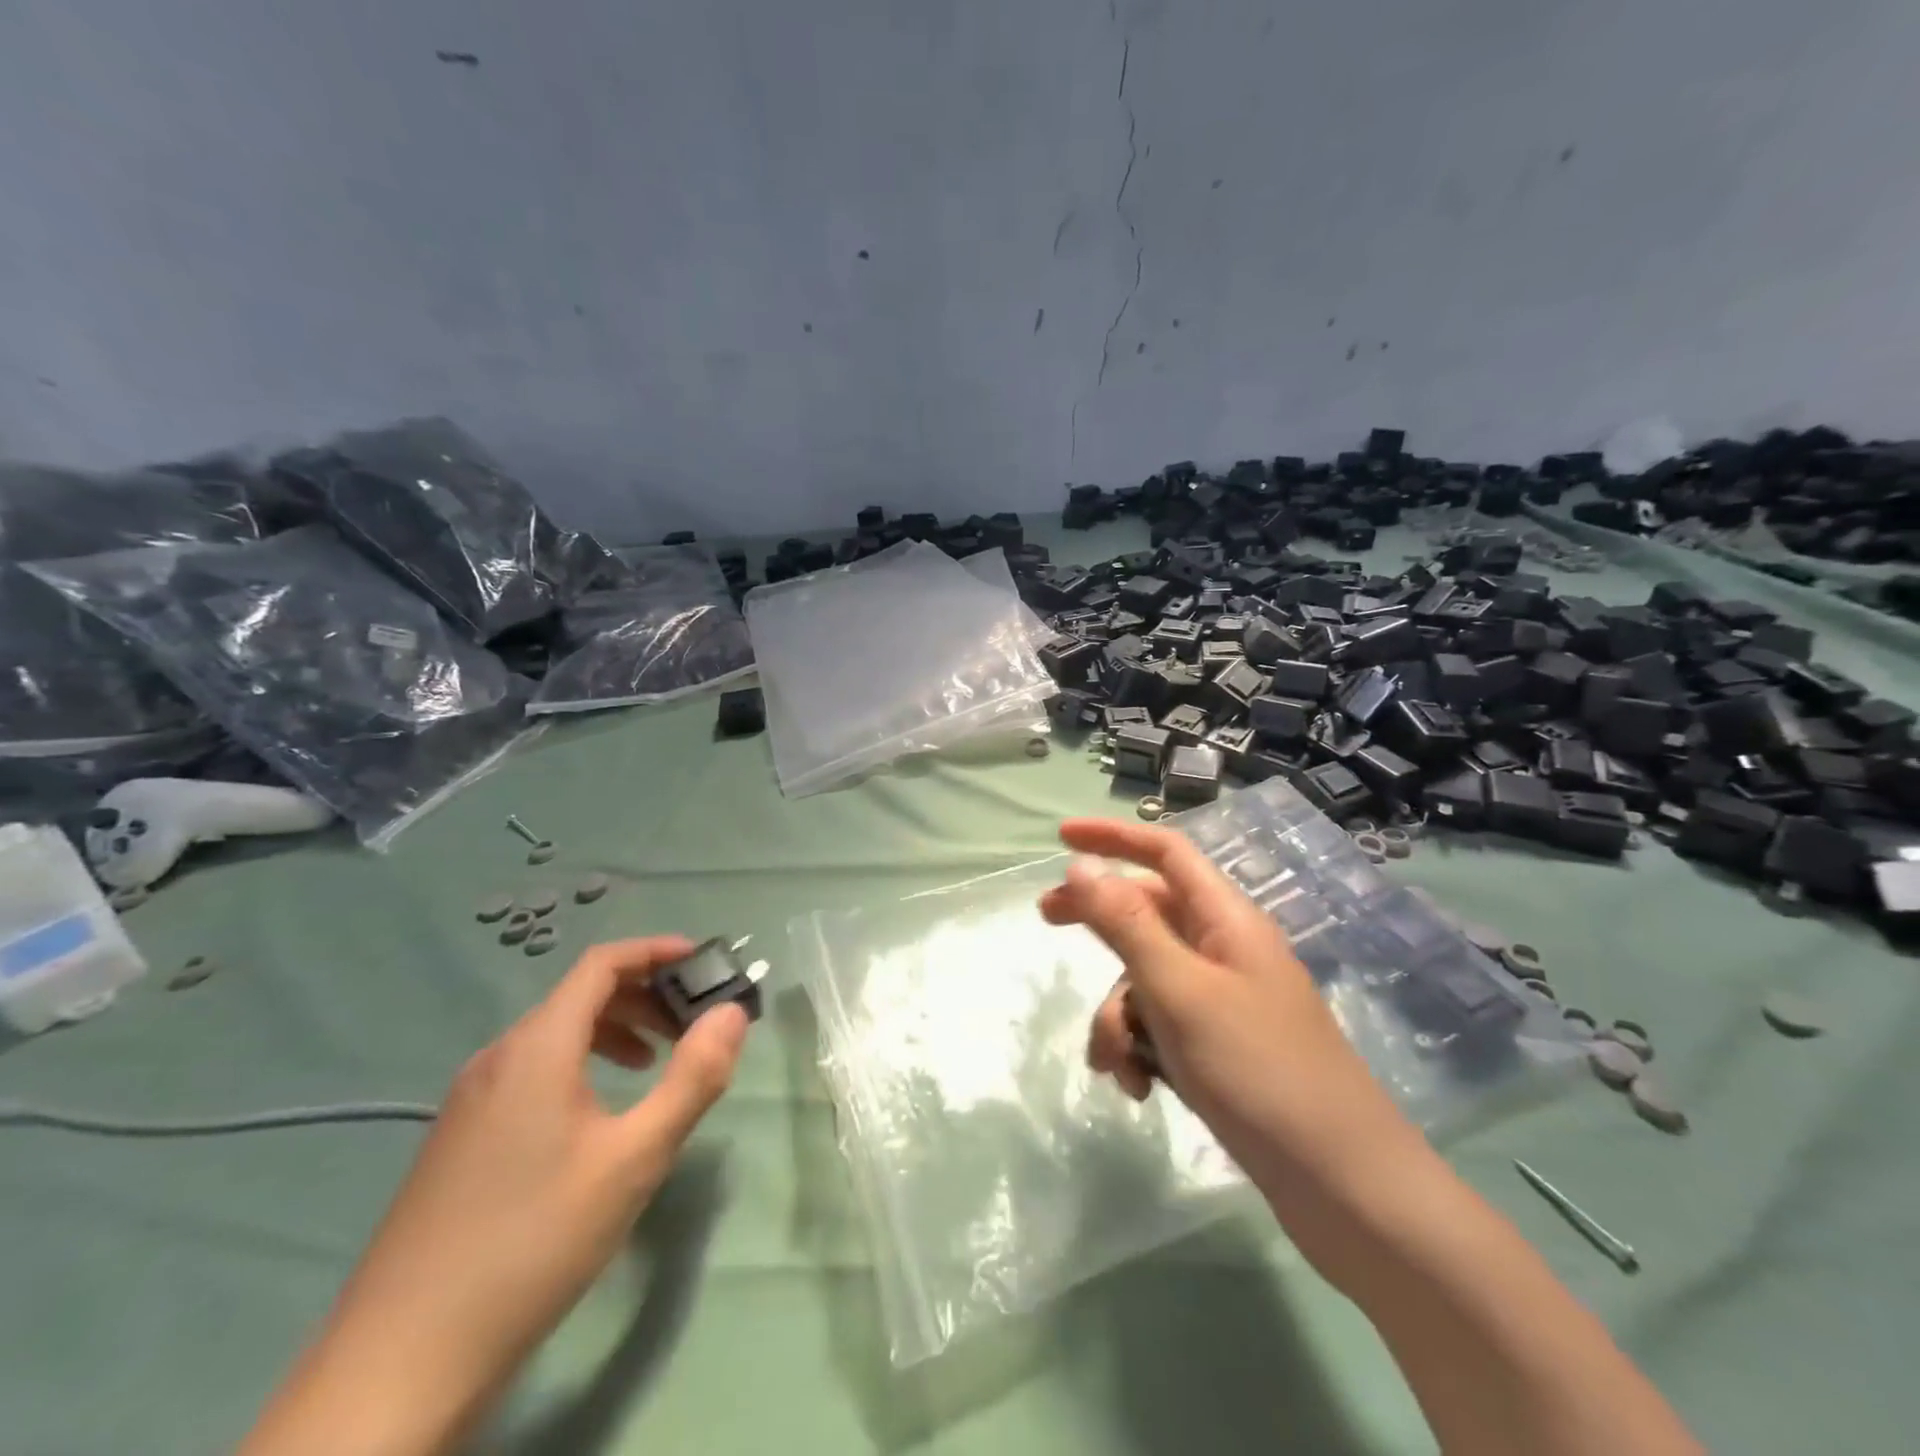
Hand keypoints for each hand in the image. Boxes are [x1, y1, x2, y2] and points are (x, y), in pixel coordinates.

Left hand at [241, 937, 748, 1455]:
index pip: (601, 963)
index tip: (702, 960)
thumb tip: (732, 1013)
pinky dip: (579, 1063)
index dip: (655, 950)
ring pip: (555, 1035)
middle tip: (691, 1025)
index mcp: (537, 1047)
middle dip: (644, 996)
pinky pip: (531, 1070)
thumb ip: (692, 1078)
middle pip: (580, 995)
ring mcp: (471, 1098)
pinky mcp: (459, 1137)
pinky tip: (596, 1116)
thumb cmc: (535, 1240)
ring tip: (652, 1066)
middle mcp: (499, 1056)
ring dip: (614, 1031)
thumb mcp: (635, 1158)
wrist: (400, 1361)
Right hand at [1039, 819, 1423, 1211]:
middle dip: (1097, 923)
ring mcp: (1224, 1000)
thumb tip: (1081, 864)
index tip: (1060, 836)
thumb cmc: (1258, 1071)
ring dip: (1118, 1016)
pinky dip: (1141, 1048)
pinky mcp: (1221, 1047)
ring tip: (1117, 1065)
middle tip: (1046, 922)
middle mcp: (1225, 949)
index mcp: (1225, 920)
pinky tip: (1139, 1089)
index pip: (1165, 853)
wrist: (1343, 1185)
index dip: (1113, 837)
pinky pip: (1162, 1025)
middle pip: (1147, 913)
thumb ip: (1126, 923)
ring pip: (1146, 978)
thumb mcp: (1179, 990)